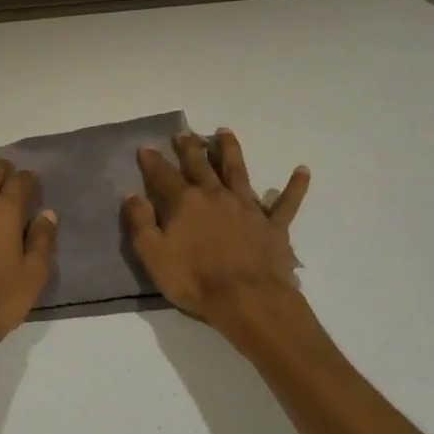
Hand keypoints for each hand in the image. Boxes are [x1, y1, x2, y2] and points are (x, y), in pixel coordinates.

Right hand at [123, 129, 309, 327]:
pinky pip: (287, 203)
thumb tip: (131, 195)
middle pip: (200, 165)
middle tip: (184, 133)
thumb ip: (140, 222)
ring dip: (230, 150)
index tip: (146, 147)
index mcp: (185, 203)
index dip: (153, 161)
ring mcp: (247, 208)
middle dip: (190, 148)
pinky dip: (295, 186)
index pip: (164, 176)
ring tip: (225, 133)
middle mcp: (216, 196)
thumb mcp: (153, 254)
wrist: (248, 300)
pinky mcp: (273, 225)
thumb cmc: (194, 280)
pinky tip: (302, 170)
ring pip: (238, 171)